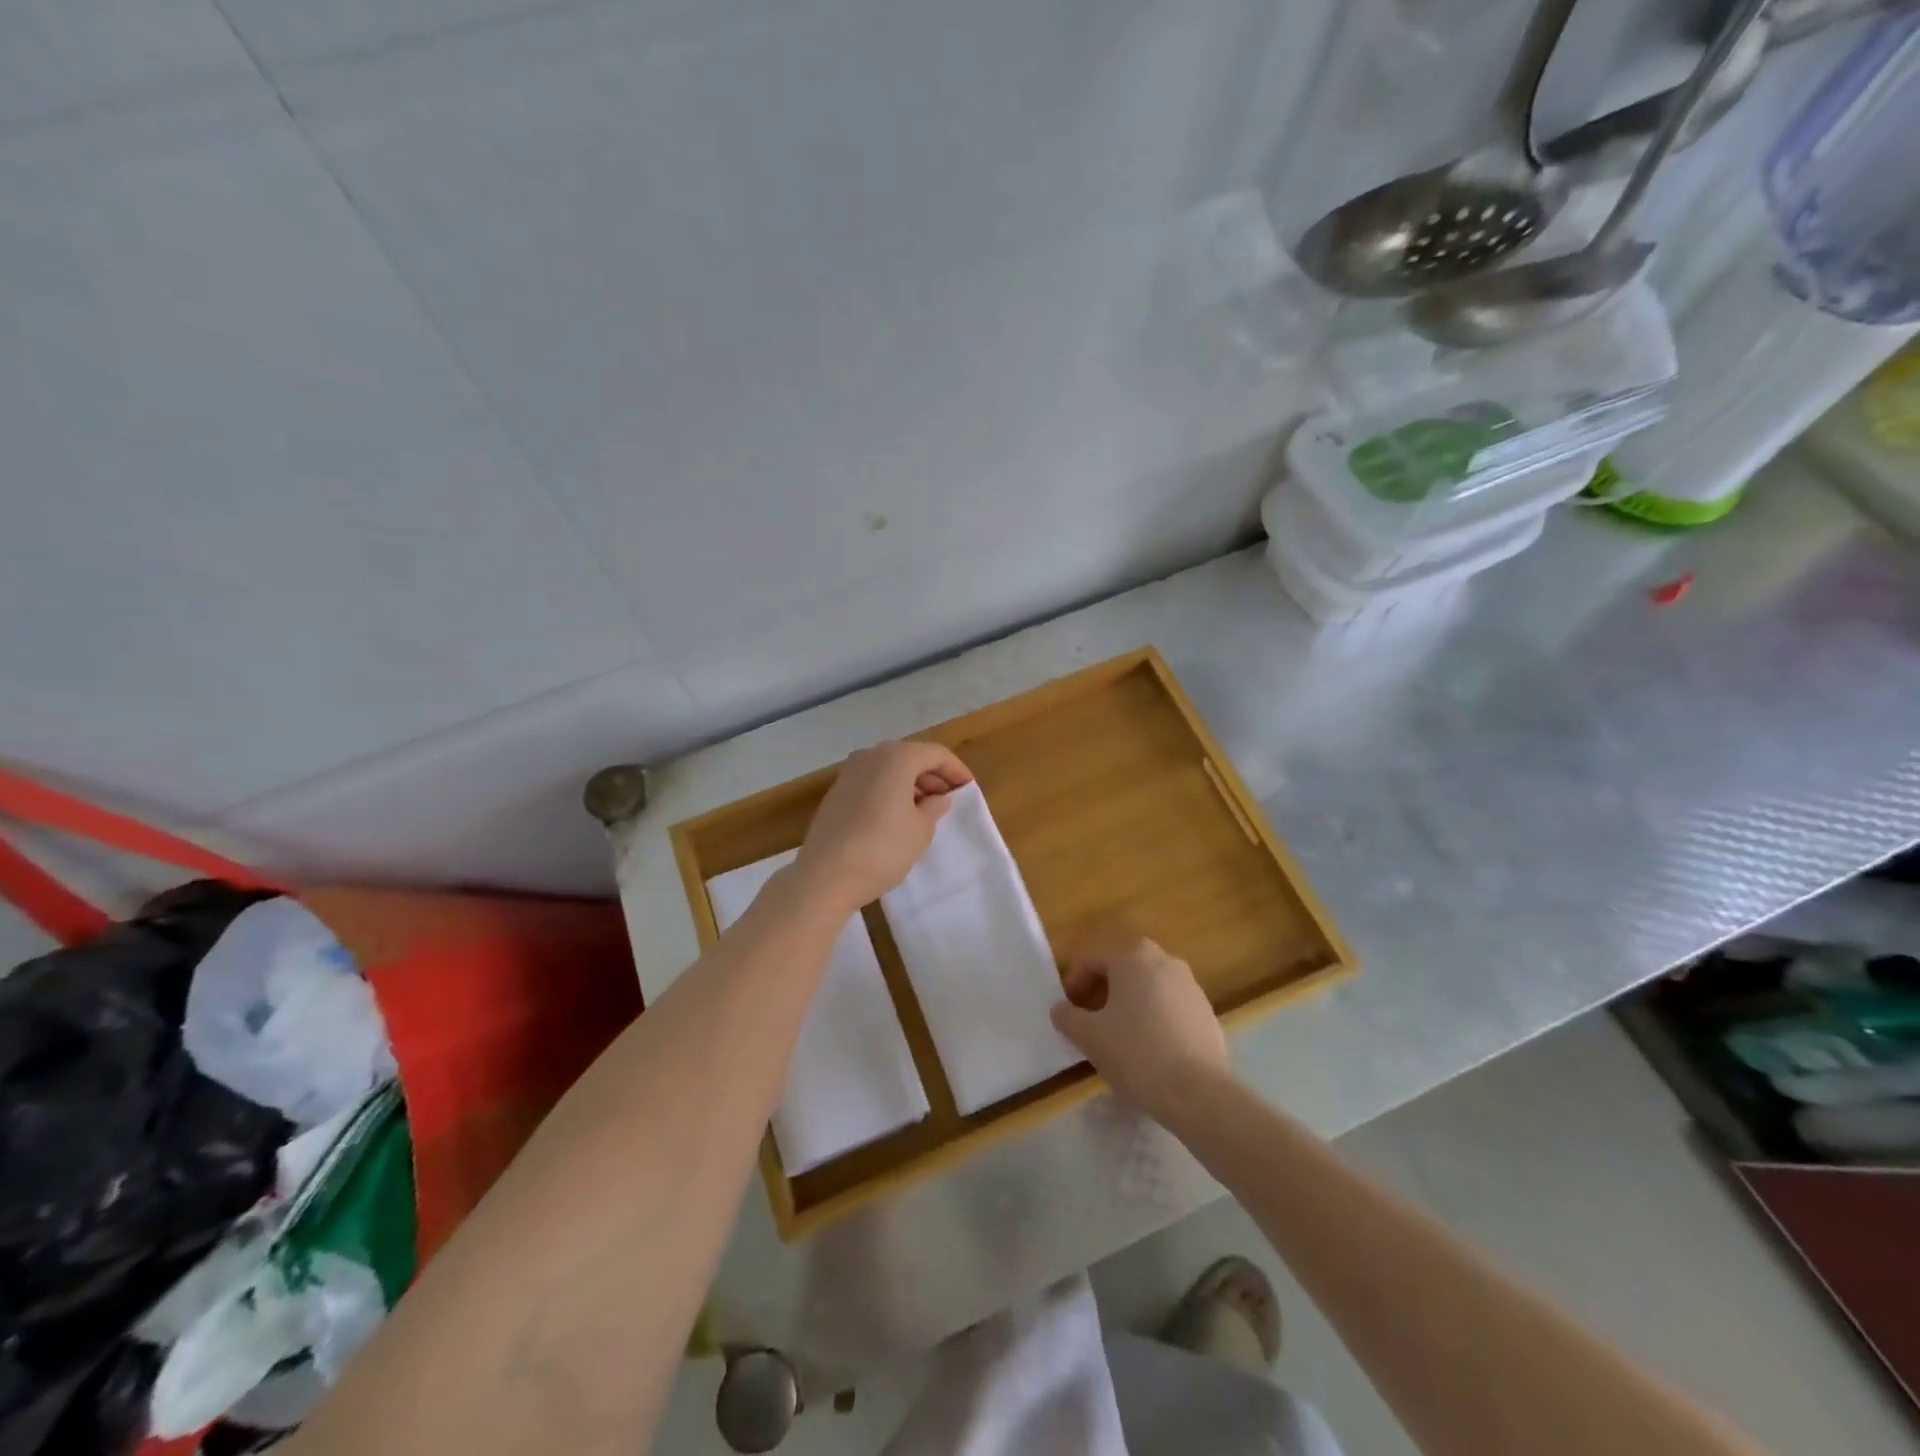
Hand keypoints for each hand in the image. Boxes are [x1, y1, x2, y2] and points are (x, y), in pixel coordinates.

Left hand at [794, 741, 972, 912]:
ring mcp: (849, 773)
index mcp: (897, 757)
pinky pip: (872, 783)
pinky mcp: (836, 793)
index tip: (968, 789)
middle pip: (911, 757)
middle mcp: (871, 756)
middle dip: (933, 776)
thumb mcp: (920, 830)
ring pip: (889, 769)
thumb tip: (937, 799)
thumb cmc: (883, 848)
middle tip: (949, 799)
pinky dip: (890, 792)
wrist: (825, 875)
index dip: (956, 770)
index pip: (936, 754)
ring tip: (926, 810)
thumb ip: (933, 808)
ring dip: (911, 784)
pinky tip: (898, 816)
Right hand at [1050, 938, 1229, 1120]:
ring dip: (1128, 1007)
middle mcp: (1165, 960)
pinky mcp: (1207, 1013)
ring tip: (1118, 1041)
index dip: (1074, 986)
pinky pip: (1170, 1009)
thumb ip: (1067, 1016)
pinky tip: (1148, 1053)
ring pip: (1148, 989)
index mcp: (1134, 956)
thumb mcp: (1088, 1035)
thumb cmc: (1136, 1052)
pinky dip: (1154, 1021)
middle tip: (1090, 1024)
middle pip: (1122, 971)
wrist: (1198, 1093)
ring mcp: (1191, 986)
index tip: (1068, 1014)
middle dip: (1102, 995)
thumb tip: (1061, 1010)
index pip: (1092, 962)